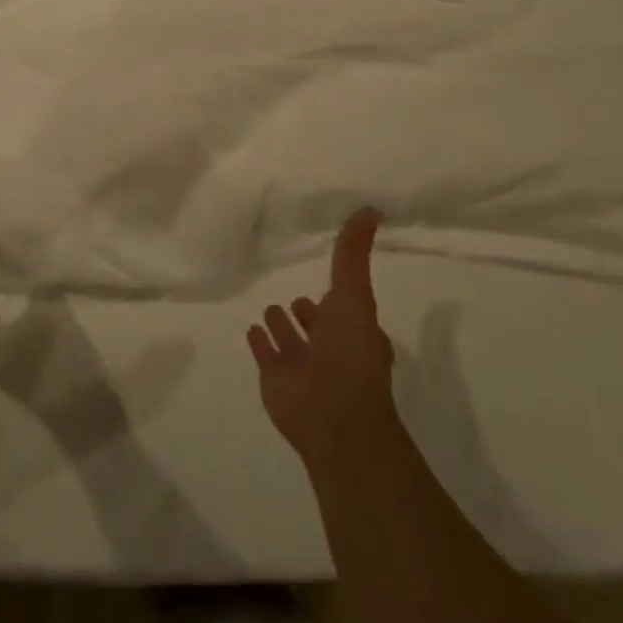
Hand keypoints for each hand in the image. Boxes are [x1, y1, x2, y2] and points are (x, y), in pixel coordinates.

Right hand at [247, 209, 397, 464]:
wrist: (331, 414)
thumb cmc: (350, 354)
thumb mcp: (354, 294)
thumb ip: (354, 254)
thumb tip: (371, 209)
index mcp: (354, 332)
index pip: (343, 309)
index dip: (336, 296)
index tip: (325, 277)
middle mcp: (330, 350)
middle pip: (317, 326)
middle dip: (306, 312)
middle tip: (293, 296)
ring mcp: (302, 366)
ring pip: (291, 341)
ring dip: (281, 326)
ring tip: (270, 308)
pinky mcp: (275, 379)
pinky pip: (266, 355)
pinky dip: (260, 343)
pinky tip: (251, 329)